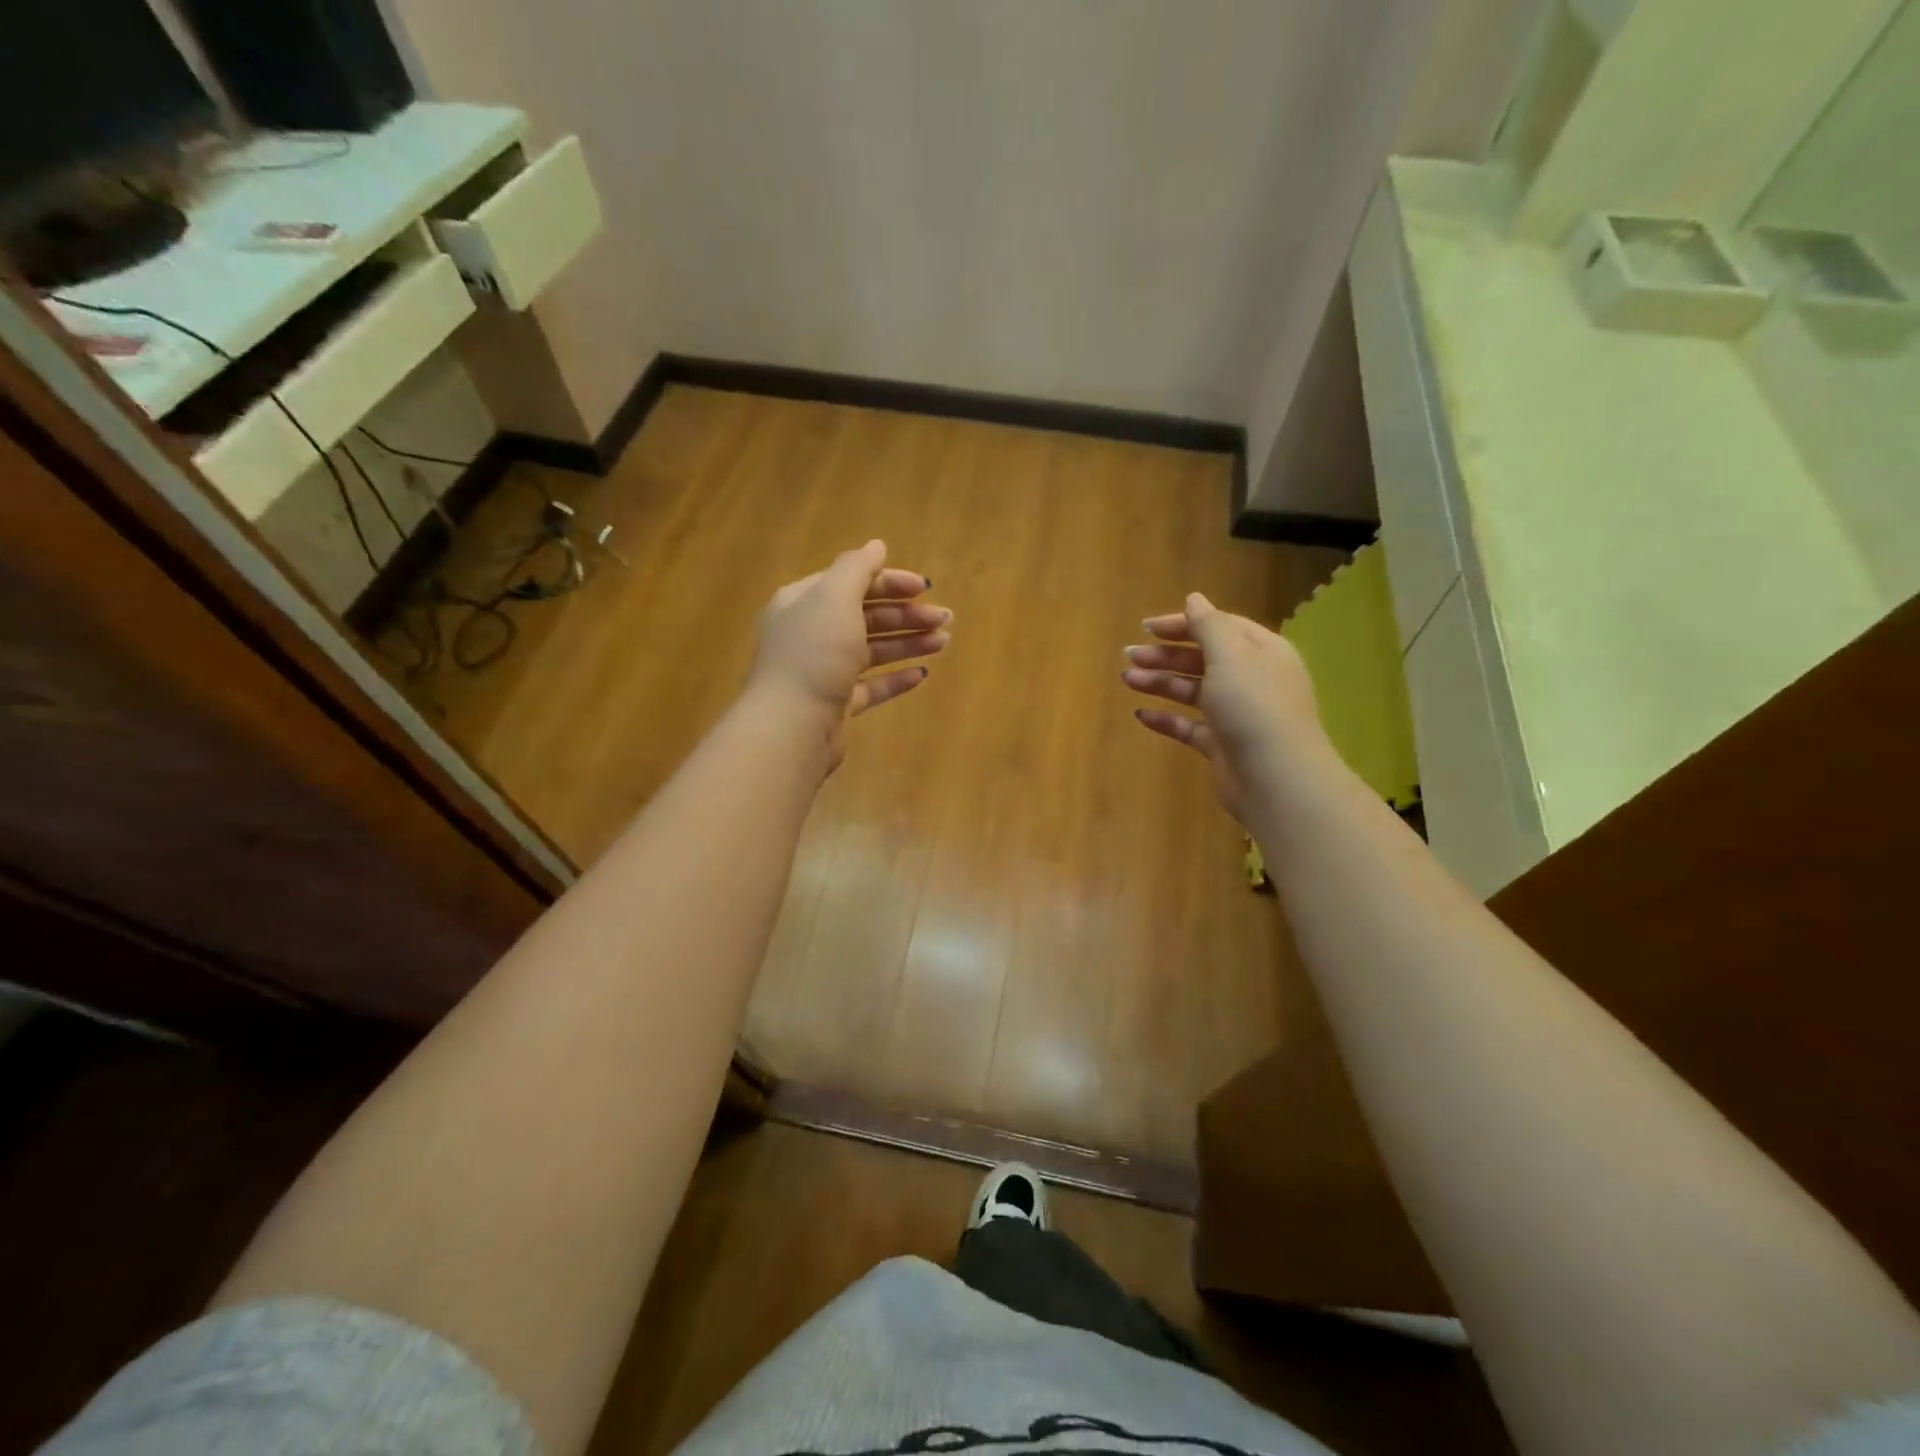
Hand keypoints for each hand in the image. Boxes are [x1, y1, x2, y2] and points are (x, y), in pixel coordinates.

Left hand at [749, 539, 948, 771]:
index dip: (890, 582)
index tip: (925, 588)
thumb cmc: (814, 653)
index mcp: (804, 602)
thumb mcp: (835, 598)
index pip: (852, 582)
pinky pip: (871, 686)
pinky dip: (895, 678)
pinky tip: (921, 675)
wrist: (792, 725)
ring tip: (943, 643)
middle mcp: (811, 633)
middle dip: (906, 615)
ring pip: (872, 650)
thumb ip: (857, 568)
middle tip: (944, 619)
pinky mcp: (836, 704)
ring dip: (908, 643)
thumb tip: (876, 546)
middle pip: (866, 616)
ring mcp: (823, 671)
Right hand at [1123, 591, 1330, 824]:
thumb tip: (1194, 598)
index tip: (1147, 627)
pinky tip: (1141, 714)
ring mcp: (1236, 714)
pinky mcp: (1221, 745)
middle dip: (1166, 655)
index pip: (1220, 627)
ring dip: (1160, 683)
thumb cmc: (1253, 705)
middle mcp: (1251, 679)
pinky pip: (1189, 726)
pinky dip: (1166, 719)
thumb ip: (1209, 625)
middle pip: (1203, 658)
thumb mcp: (1230, 655)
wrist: (1275, 777)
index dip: (1184, 624)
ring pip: (1193, 691)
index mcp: (1261, 651)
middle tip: (1130, 656)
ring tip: (1127, 680)